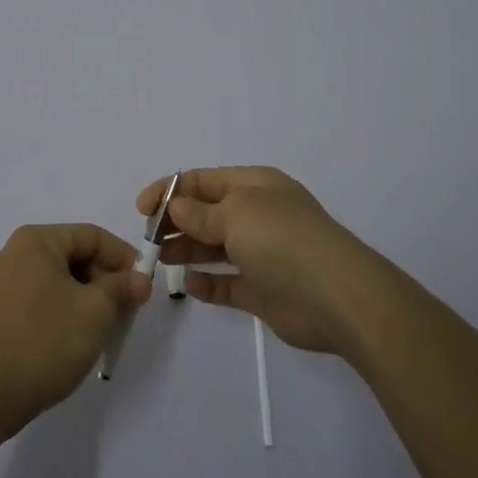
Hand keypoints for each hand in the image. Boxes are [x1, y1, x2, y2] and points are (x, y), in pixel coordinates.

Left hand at [0, 223, 150, 438]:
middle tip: (129, 312)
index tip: (145, 287)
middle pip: (74, 257)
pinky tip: (75, 342)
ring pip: (59, 282)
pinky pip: (41, 302)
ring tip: (106, 331)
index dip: (124, 257)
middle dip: (106, 282)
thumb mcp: (95, 312)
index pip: (92, 235)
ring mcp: (0, 286)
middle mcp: (14, 254)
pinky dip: (64, 314)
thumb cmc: (42, 342)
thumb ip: (121, 288)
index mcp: (35, 241)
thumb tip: (138, 280)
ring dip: (87, 301)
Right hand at [141, 167, 385, 354]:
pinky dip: (208, 282)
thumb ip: (200, 213)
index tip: (141, 210)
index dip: (170, 190)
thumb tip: (176, 206)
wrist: (336, 297)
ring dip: (187, 250)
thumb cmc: (282, 240)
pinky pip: (227, 283)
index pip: (203, 181)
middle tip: (148, 240)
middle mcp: (258, 215)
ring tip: (160, 260)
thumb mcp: (236, 214)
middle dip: (176, 223)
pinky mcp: (263, 290)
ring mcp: (262, 253)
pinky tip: (191, 284)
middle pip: (207, 213)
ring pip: (214, 247)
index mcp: (254, 186)